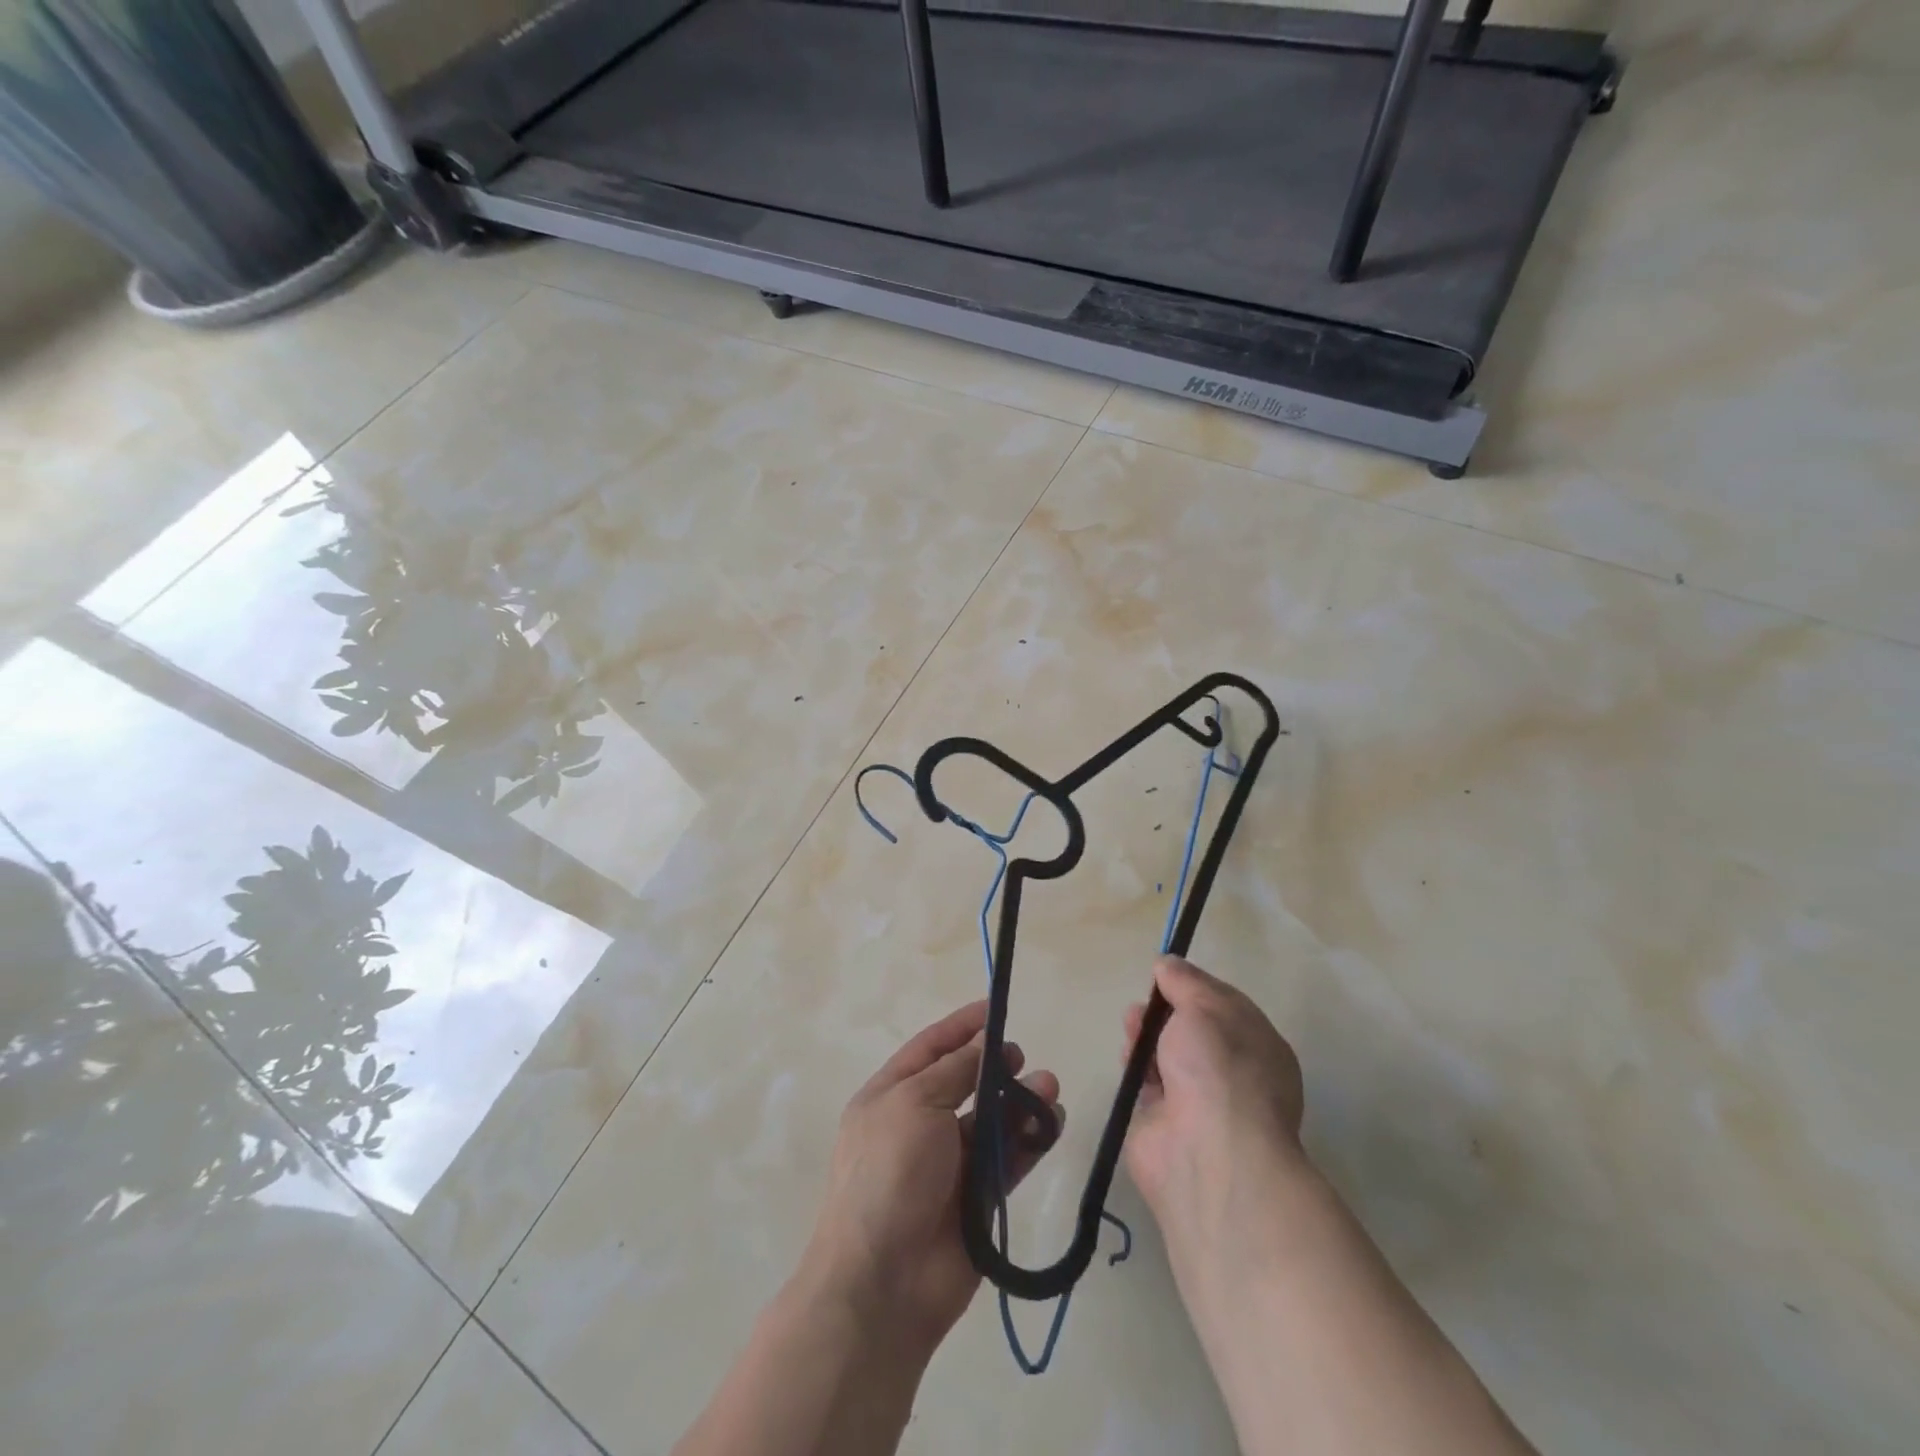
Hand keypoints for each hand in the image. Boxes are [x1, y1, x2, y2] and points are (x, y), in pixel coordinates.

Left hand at [802, 1000, 1061, 1351]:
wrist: (884, 1282)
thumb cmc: (889, 1173)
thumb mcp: (915, 1103)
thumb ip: (955, 1070)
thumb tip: (983, 1041)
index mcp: (890, 1097)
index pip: (930, 1049)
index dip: (962, 1027)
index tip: (995, 1007)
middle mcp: (918, 1125)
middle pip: (964, 1083)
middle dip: (996, 1066)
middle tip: (1023, 1057)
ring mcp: (948, 1165)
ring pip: (992, 1121)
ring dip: (1020, 1102)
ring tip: (1049, 1088)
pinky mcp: (978, 1201)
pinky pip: (1008, 1160)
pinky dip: (1029, 1140)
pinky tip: (1051, 1123)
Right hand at [1121, 956, 1307, 1248]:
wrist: (1209, 1152)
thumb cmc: (1219, 1068)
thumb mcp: (1205, 1006)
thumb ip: (1185, 982)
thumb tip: (1167, 964)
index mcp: (1257, 1045)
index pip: (1223, 1006)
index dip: (1193, 987)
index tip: (1164, 974)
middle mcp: (1233, 1074)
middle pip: (1191, 1030)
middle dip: (1164, 1011)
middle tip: (1143, 1004)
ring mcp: (1199, 1102)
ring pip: (1166, 1055)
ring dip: (1146, 1036)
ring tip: (1131, 1026)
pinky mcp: (1165, 1123)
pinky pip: (1147, 1084)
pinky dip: (1135, 1068)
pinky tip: (1127, 1058)